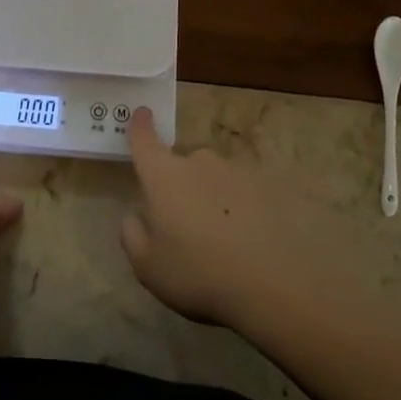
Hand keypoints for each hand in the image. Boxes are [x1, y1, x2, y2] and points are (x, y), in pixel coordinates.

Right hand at [119, 108, 360, 329]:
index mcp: (163, 175)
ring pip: (210, 177)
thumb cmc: (196, 273)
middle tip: (181, 224)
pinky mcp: (262, 188)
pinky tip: (241, 241)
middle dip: (177, 185)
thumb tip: (135, 216)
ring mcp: (233, 172)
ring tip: (215, 238)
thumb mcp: (146, 266)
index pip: (145, 140)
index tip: (142, 112)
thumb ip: (131, 234)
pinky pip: (237, 192)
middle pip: (180, 164)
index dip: (140, 125)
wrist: (269, 286)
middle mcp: (197, 162)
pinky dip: (233, 207)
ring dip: (207, 196)